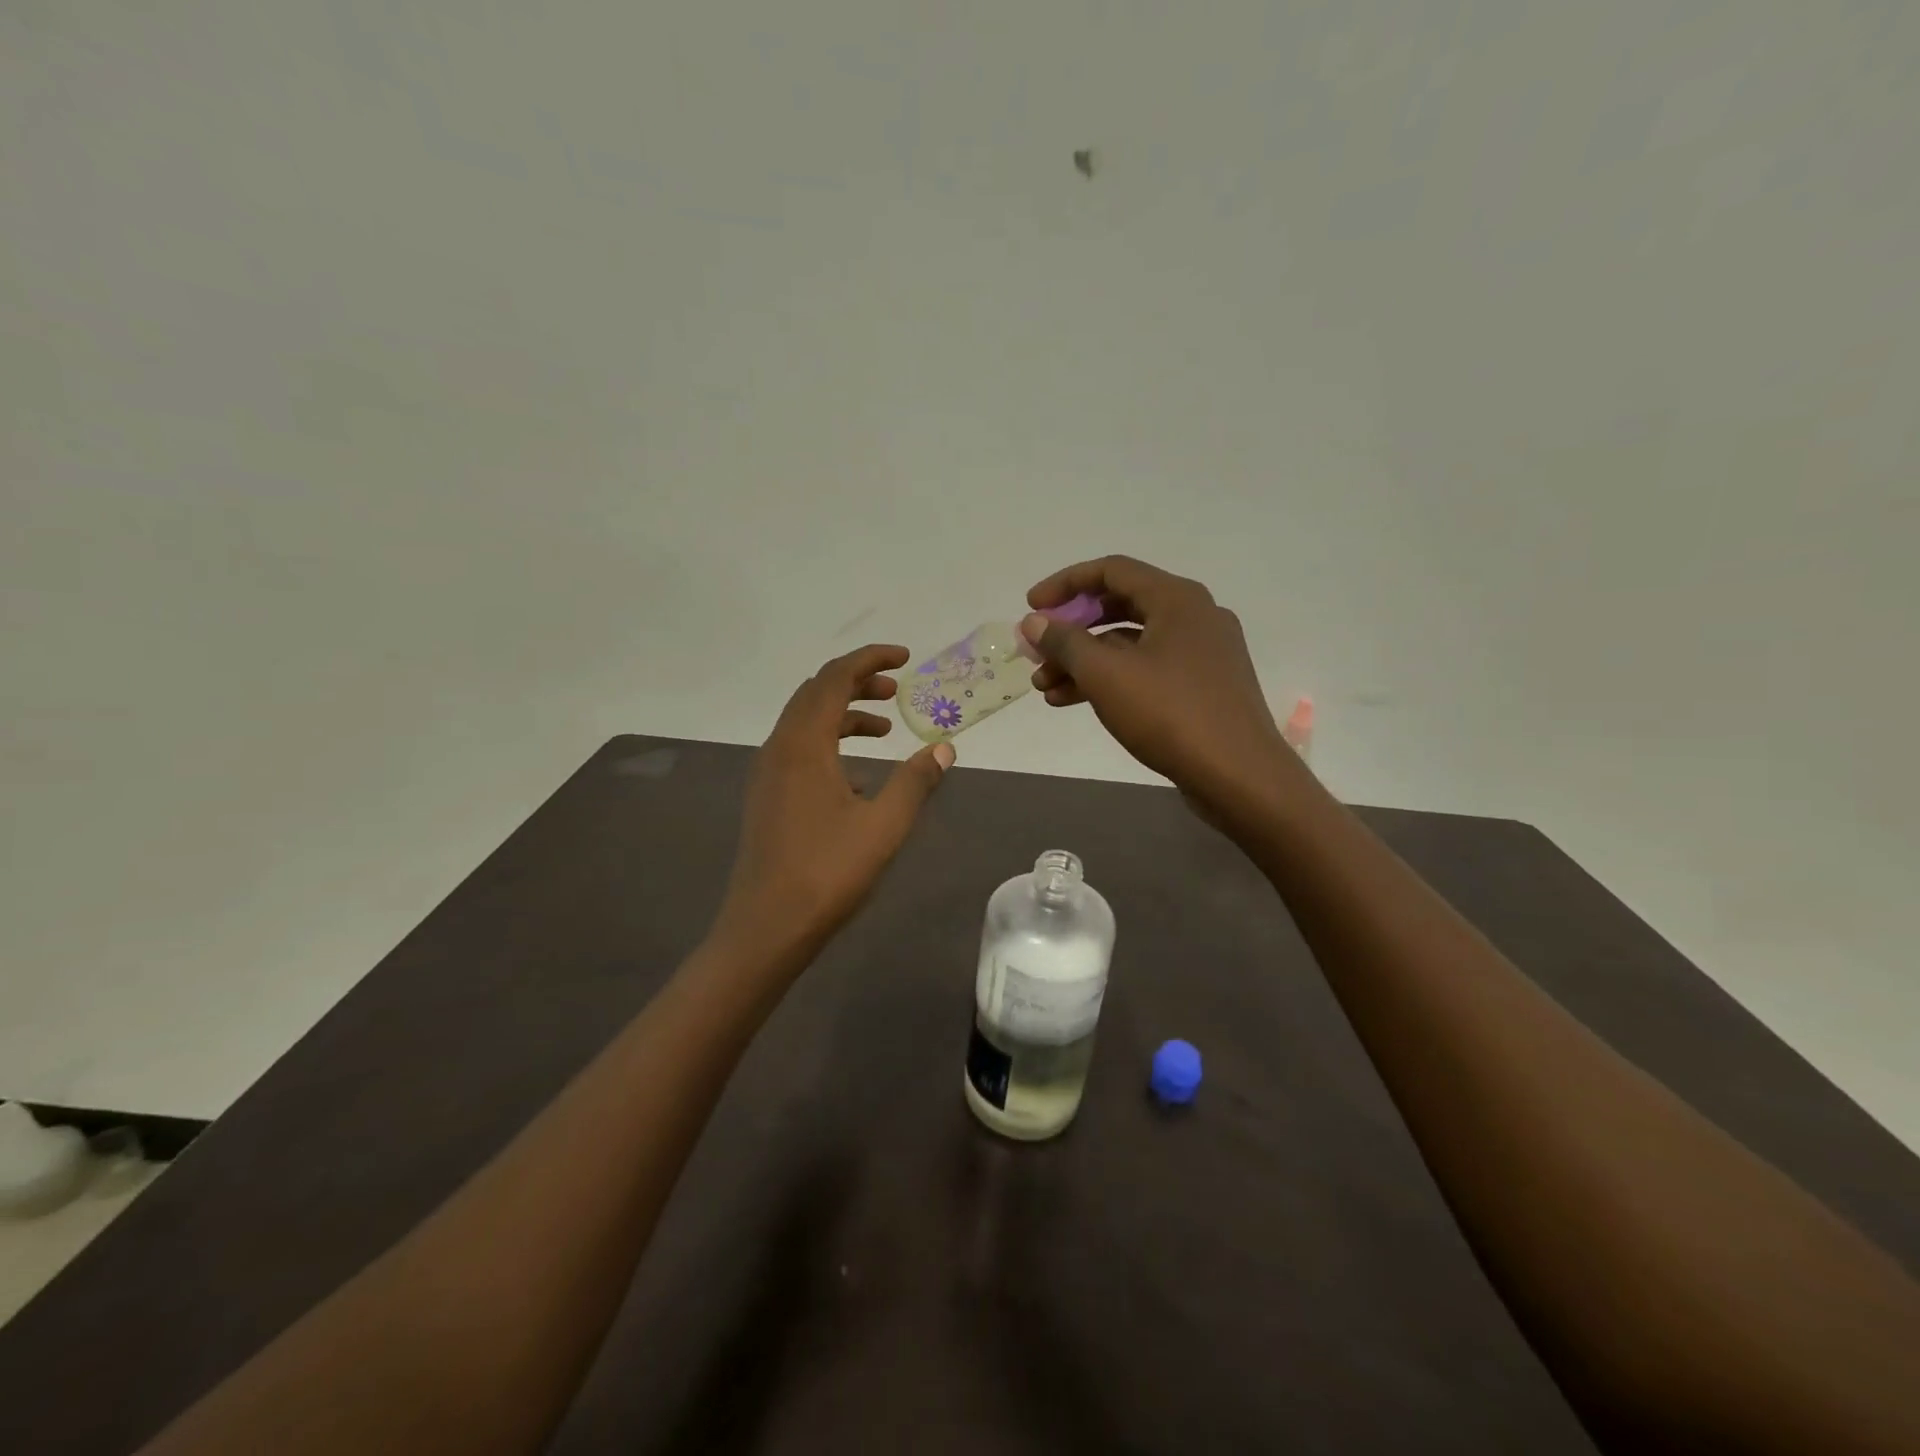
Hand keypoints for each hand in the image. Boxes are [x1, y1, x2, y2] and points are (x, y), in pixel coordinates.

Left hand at [718, 644, 954, 957]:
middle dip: (857, 682)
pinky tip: (858, 776)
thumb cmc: (827, 872)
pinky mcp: (767, 796)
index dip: (870, 659)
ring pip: (806, 722)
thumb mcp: (884, 825)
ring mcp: (768, 773)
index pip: (835, 678)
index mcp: (804, 744)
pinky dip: (830, 742)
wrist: (766, 926)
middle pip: (816, 693)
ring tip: (885, 729)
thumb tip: (943, 747)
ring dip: (844, 714)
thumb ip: (916, 781)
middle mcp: (779, 748)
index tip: (905, 658)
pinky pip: (799, 749)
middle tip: (897, 690)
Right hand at [1021, 556, 1292, 827]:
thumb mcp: (1106, 675)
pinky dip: (1111, 679)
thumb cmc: (1170, 715)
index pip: (1111, 571)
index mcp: (1177, 599)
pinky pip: (1147, 669)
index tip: (1031, 607)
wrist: (1239, 776)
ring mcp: (1203, 653)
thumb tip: (1034, 622)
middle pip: (1119, 607)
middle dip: (1071, 631)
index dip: (1064, 584)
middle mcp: (1194, 616)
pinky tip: (1074, 702)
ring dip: (1085, 662)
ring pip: (1131, 644)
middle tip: (1036, 653)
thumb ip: (1065, 642)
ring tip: (1044, 689)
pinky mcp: (1203, 686)